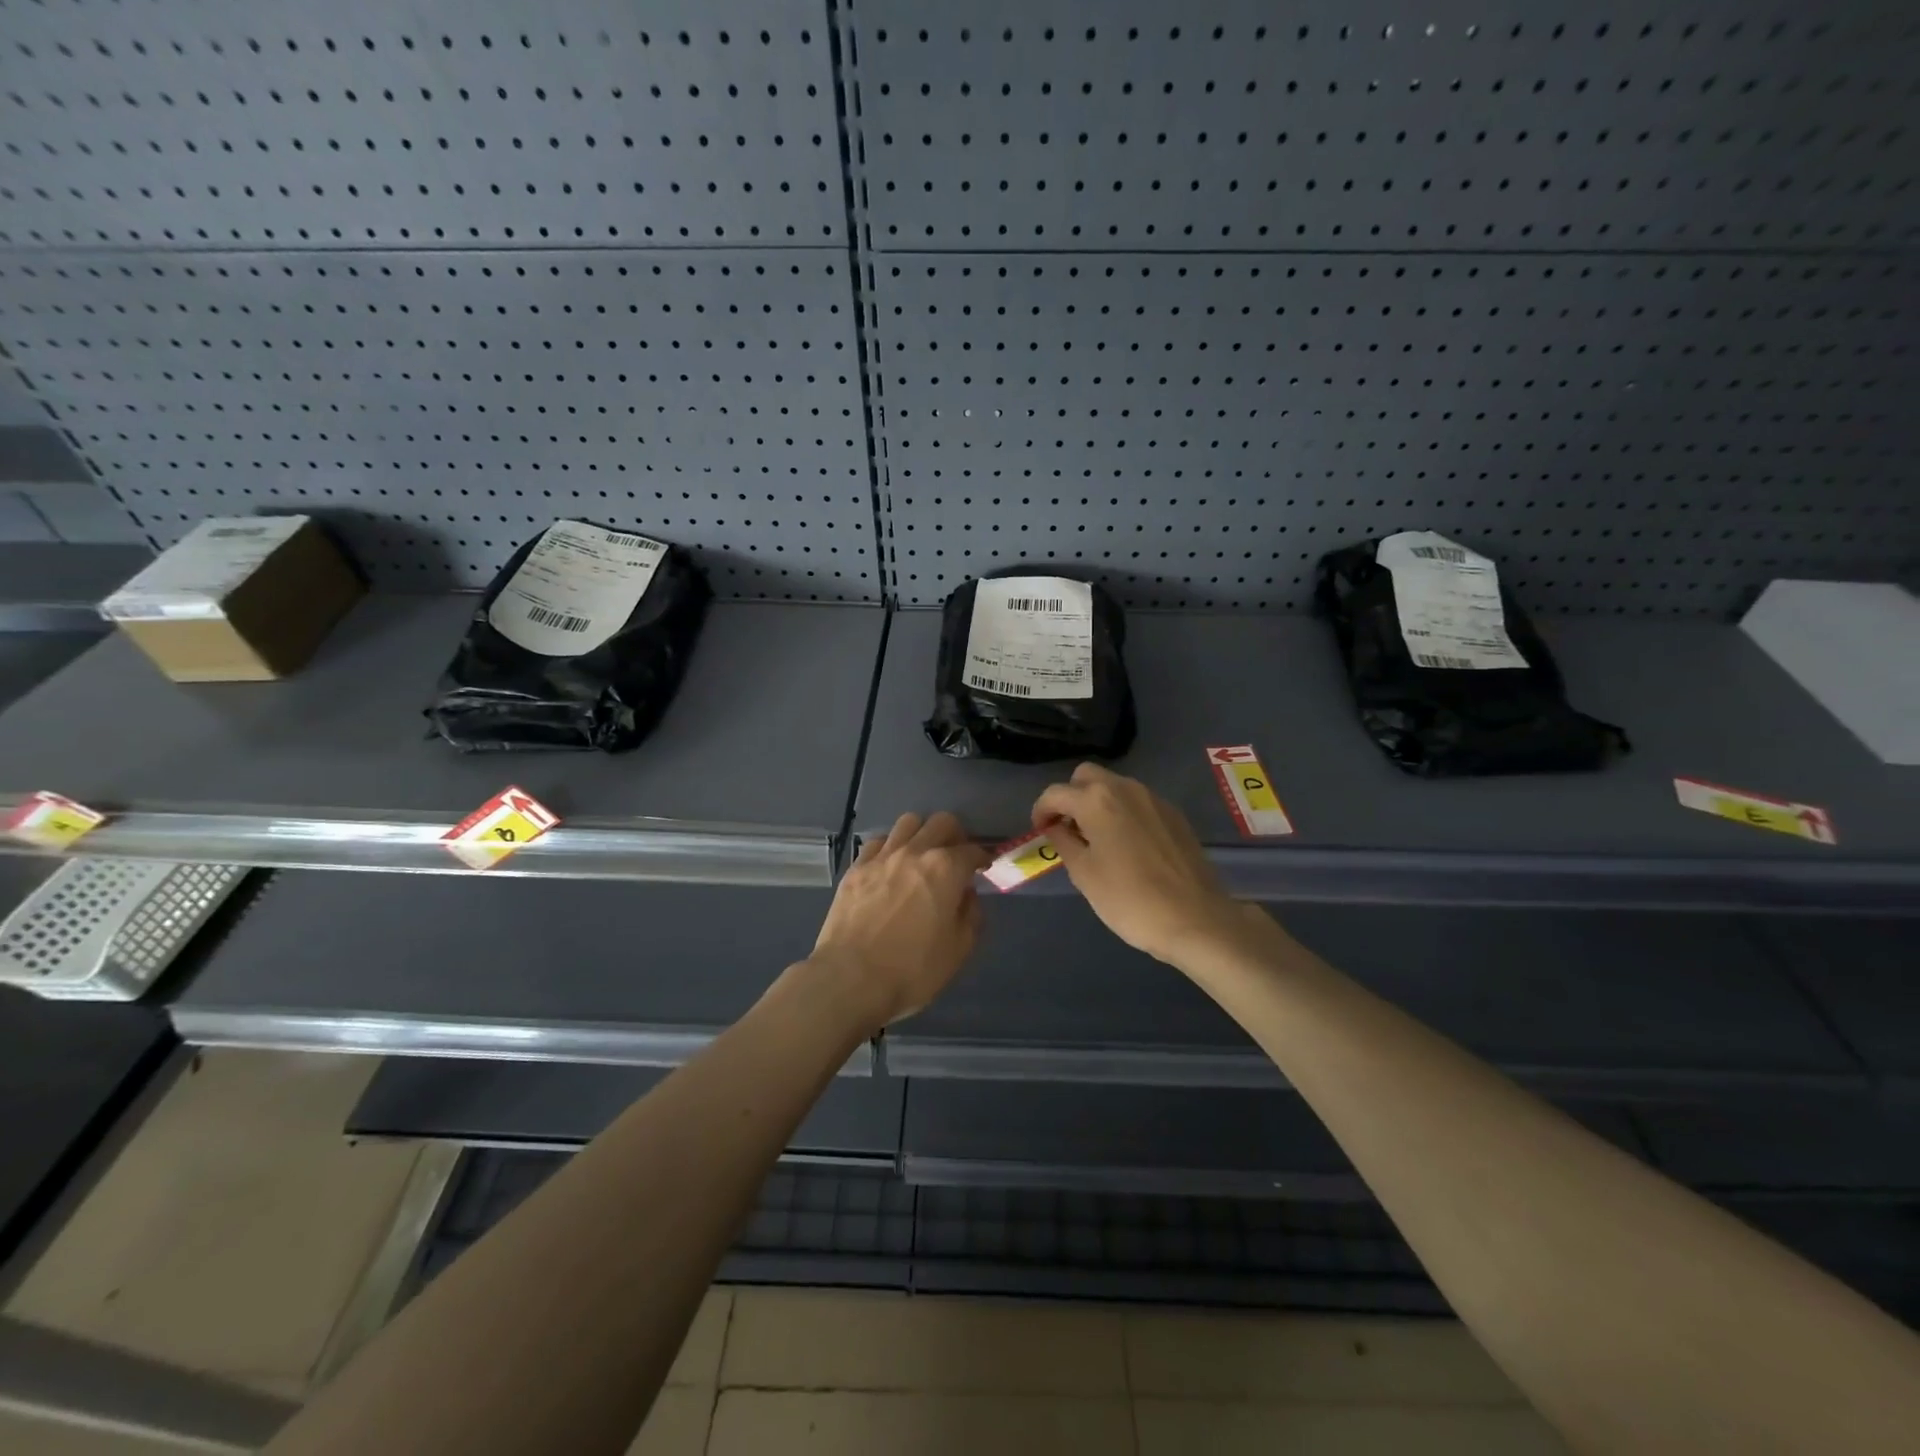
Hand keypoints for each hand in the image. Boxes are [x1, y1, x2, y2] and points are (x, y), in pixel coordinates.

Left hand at [809, 811, 990, 1028]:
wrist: (850, 978)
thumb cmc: (912, 969)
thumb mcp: (958, 949)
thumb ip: (970, 914)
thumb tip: (966, 894)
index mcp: (945, 869)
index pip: (973, 850)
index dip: (982, 858)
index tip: (983, 867)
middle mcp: (915, 851)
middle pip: (941, 822)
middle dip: (955, 836)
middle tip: (955, 857)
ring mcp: (882, 856)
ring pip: (908, 822)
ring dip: (922, 834)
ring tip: (922, 856)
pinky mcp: (856, 867)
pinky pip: (878, 841)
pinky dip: (891, 847)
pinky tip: (891, 866)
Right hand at [1032, 764, 1244, 964]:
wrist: (1196, 920)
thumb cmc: (1129, 900)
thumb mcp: (1084, 874)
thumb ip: (1064, 842)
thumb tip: (1055, 827)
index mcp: (1097, 801)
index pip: (1055, 793)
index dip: (1041, 811)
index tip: (1040, 832)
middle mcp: (1125, 788)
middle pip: (1086, 776)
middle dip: (1070, 797)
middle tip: (1067, 829)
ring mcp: (1154, 799)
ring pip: (1114, 786)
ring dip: (1097, 803)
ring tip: (1096, 839)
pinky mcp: (1174, 815)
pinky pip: (1138, 802)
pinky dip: (1123, 812)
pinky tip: (1126, 846)